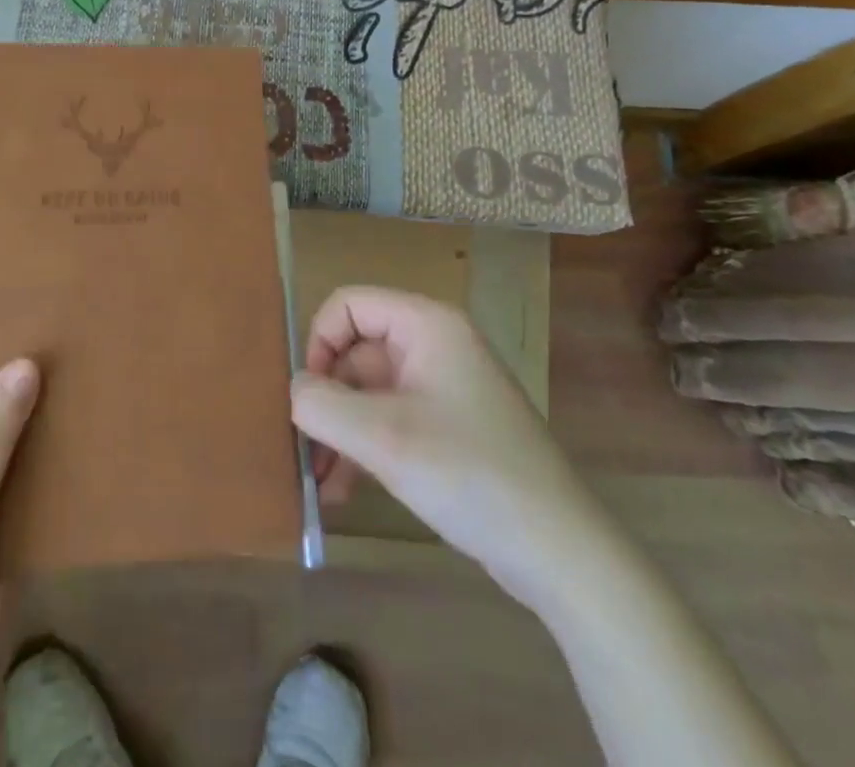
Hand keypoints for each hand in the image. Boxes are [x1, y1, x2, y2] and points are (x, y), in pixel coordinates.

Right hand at [290, 287, 597, 606]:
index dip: (319, 343)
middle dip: (326, 400)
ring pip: (369, 391)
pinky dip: (364, 448)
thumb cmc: (469, 473)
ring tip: (317, 483)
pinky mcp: (447, 427)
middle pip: (356, 351)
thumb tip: (295, 391)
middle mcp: (433, 344)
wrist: (559, 550)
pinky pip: (390, 420)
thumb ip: (322, 405)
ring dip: (339, 430)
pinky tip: (343, 492)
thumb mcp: (383, 437)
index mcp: (425, 324)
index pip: (348, 305)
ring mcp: (442, 387)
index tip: (308, 397)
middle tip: (303, 451)